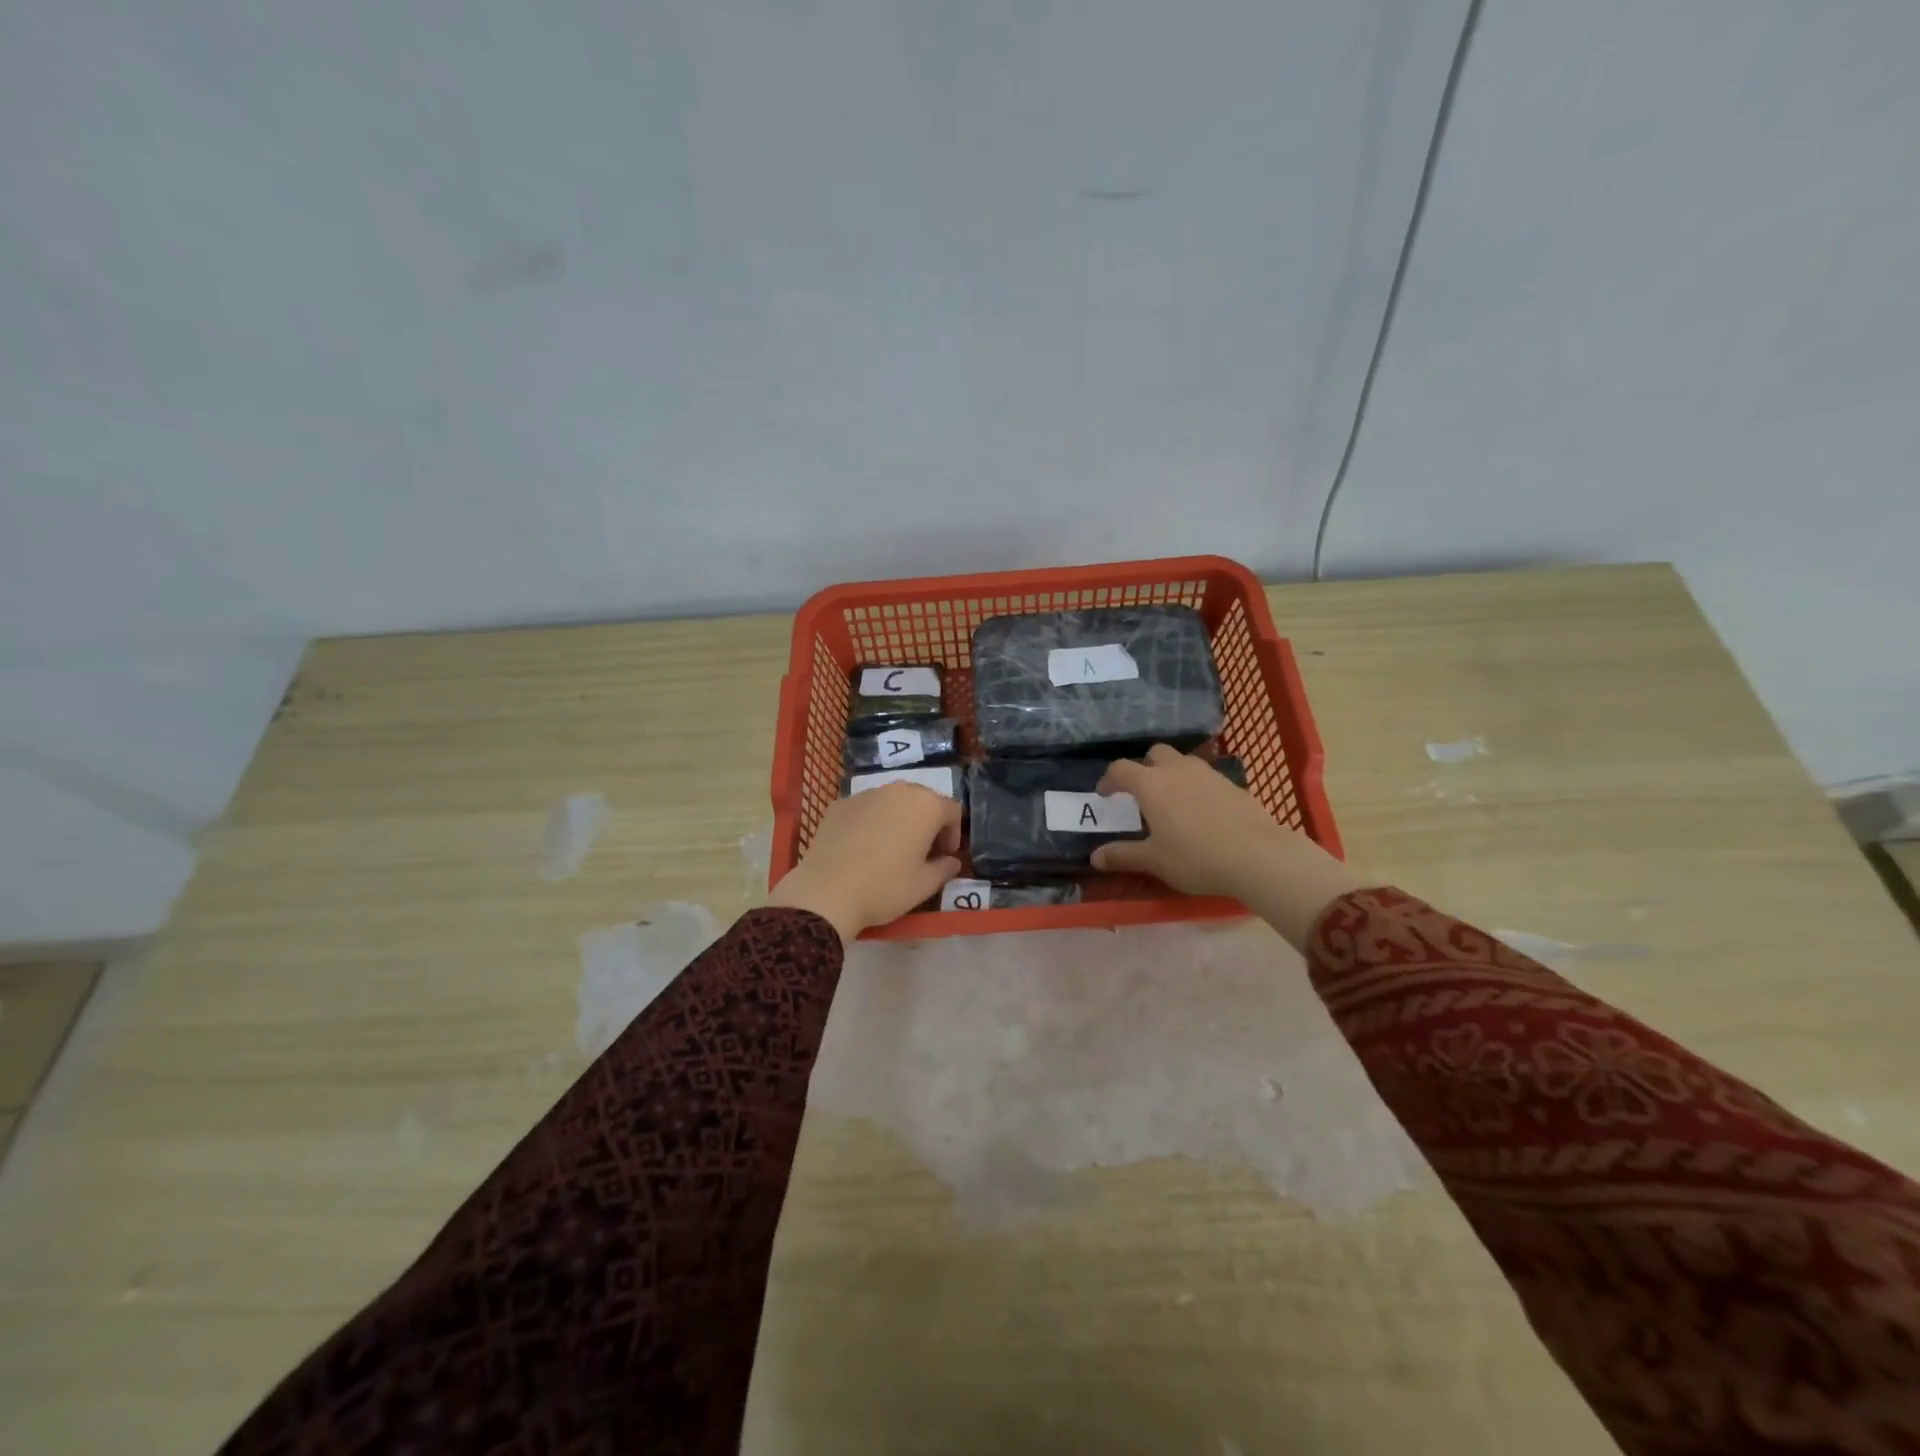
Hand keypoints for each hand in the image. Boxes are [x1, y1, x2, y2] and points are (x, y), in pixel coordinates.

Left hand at [767, 783, 962, 942]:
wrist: (826, 892)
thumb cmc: (885, 887)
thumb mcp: (925, 885)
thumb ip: (945, 868)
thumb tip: (951, 861)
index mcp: (926, 805)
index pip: (952, 810)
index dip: (953, 834)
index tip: (944, 856)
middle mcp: (898, 790)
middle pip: (922, 800)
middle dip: (927, 823)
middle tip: (922, 851)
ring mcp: (865, 794)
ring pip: (892, 801)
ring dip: (899, 819)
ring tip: (891, 848)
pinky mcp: (839, 804)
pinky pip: (865, 809)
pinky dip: (871, 822)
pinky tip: (862, 848)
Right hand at [1091, 744, 1362, 949]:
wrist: (1258, 855)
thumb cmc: (1196, 857)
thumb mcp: (1154, 860)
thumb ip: (1123, 856)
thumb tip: (1094, 858)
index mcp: (1151, 784)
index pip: (1121, 769)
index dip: (1109, 780)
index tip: (1105, 794)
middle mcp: (1177, 770)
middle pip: (1155, 753)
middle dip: (1144, 767)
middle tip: (1142, 792)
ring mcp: (1208, 773)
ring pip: (1183, 761)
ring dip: (1172, 773)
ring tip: (1173, 799)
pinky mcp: (1233, 784)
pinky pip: (1206, 776)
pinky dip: (1196, 786)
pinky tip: (1202, 811)